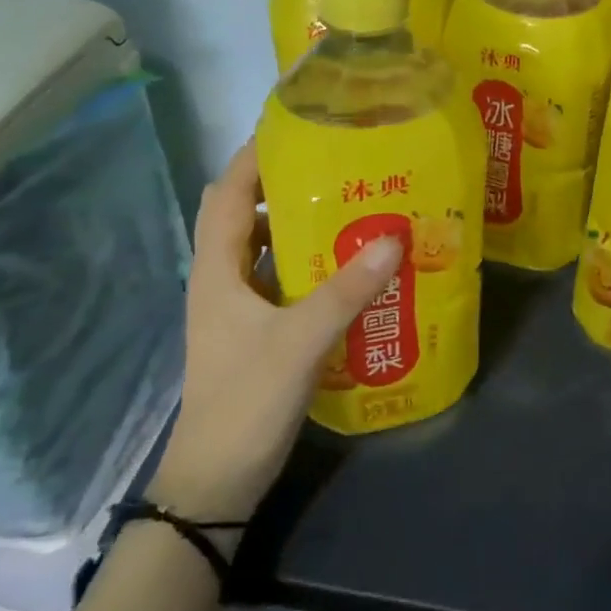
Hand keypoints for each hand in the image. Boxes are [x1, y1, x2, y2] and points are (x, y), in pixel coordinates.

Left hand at [148, 143, 400, 521]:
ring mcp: (237, 306)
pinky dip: (307, 261)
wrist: (215, 483)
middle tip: (340, 163)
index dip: (257, 155)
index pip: (228, 191)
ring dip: (299, 223)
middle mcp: (221, 277)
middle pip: (246, 212)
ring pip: (264, 246)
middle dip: (286, 183)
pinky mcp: (255, 329)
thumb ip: (347, 290)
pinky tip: (347, 263)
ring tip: (351, 203)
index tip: (302, 127)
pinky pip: (280, 277)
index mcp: (217, 268)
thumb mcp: (300, 341)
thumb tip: (394, 236)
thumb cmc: (245, 402)